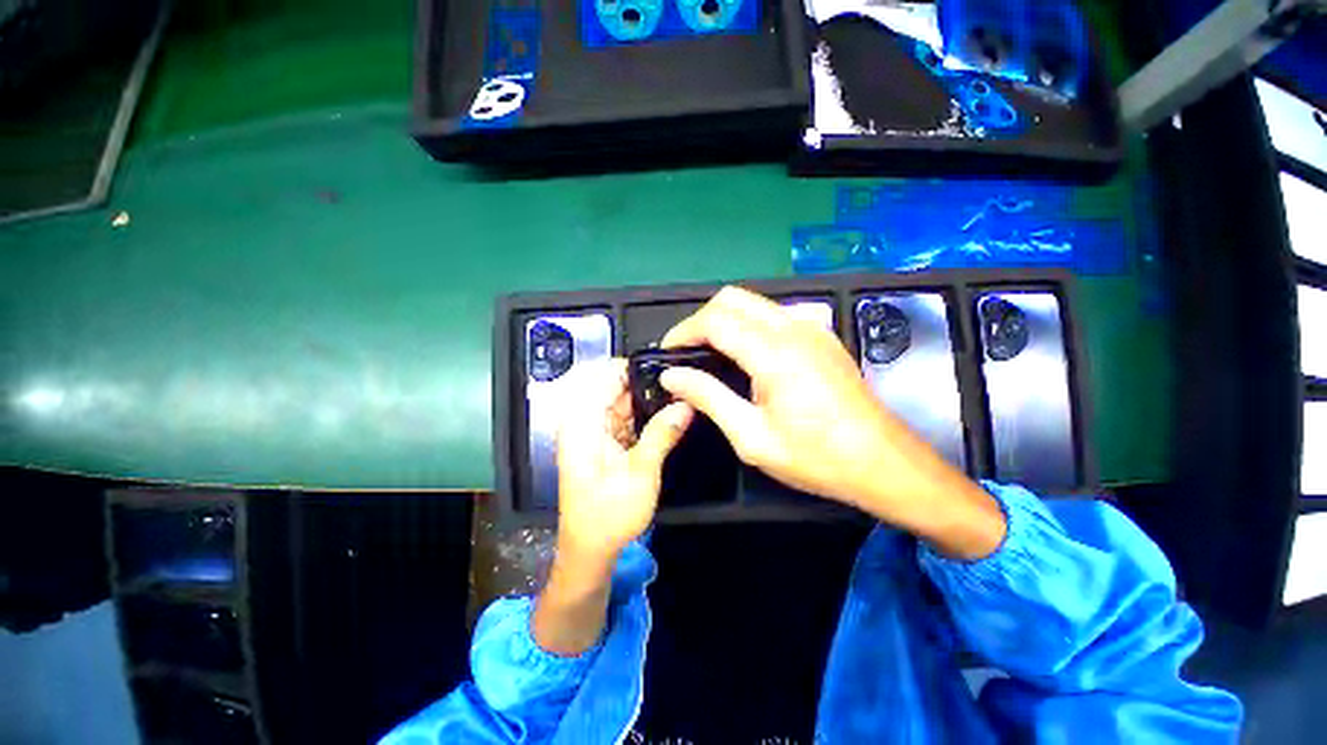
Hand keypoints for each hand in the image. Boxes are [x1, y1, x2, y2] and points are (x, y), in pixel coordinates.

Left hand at [554, 358, 692, 561]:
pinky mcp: (603, 441)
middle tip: (682, 385)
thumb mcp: (640, 474)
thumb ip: (662, 434)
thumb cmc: (609, 515)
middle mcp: (585, 420)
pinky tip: (667, 416)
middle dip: (648, 384)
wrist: (590, 549)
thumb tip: (687, 404)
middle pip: (616, 385)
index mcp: (583, 422)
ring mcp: (594, 430)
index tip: (669, 369)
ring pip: (623, 400)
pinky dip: (645, 416)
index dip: (636, 367)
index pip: (606, 375)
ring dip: (649, 400)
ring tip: (680, 397)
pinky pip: (625, 417)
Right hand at [660, 286, 1004, 558]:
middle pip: (733, 298)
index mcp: (773, 353)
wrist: (883, 462)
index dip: (684, 331)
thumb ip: (709, 398)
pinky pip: (775, 315)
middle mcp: (793, 329)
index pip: (715, 320)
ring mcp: (812, 329)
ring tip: (711, 354)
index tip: (668, 353)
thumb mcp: (752, 437)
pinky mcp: (823, 337)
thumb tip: (673, 376)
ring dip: (726, 320)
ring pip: (754, 303)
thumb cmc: (816, 457)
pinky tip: (748, 356)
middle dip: (702, 319)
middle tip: (688, 352)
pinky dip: (750, 325)